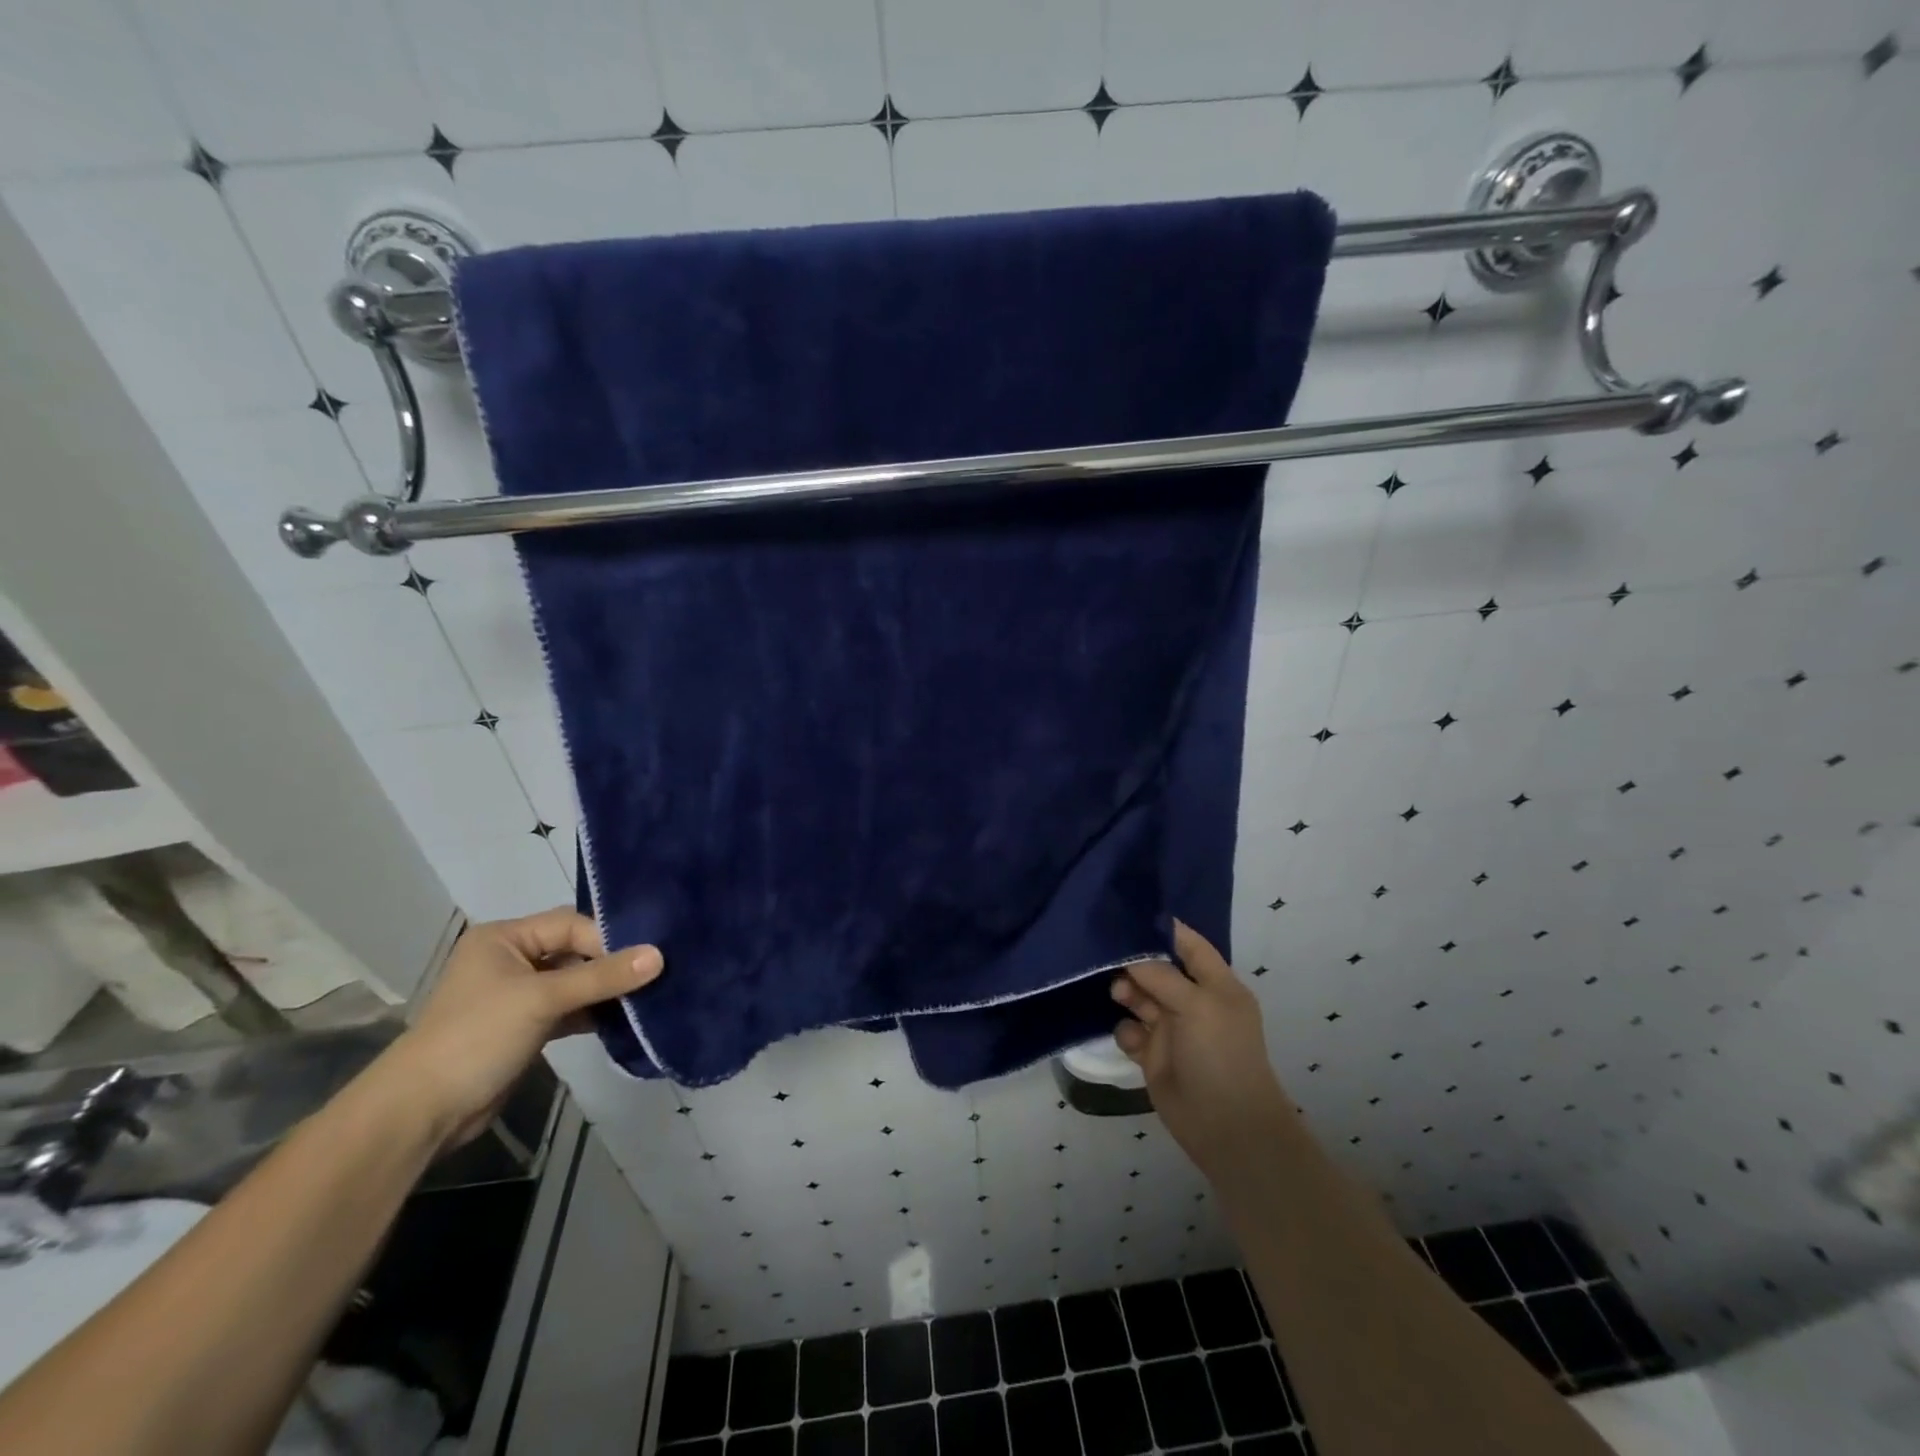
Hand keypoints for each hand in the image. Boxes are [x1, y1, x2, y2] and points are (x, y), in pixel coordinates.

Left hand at [380, 908, 661, 1149]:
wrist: (421, 1112)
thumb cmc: (477, 1037)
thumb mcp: (543, 999)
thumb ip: (602, 977)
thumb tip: (660, 955)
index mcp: (504, 938)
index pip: (570, 925)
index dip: (607, 939)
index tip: (647, 957)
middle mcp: (510, 959)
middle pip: (574, 950)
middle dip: (611, 963)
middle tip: (655, 972)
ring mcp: (517, 994)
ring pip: (574, 981)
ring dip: (605, 990)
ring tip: (647, 995)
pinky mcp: (525, 1027)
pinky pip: (569, 1009)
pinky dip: (593, 1013)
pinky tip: (624, 1020)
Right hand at [1112, 920, 1294, 1177]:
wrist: (1224, 1125)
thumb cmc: (1219, 1054)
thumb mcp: (1196, 1004)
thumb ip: (1161, 975)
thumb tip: (1131, 959)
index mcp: (1216, 984)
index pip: (1189, 944)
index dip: (1163, 929)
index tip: (1128, 915)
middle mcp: (1193, 1001)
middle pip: (1158, 968)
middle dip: (1134, 961)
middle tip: (1109, 957)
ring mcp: (1173, 1028)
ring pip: (1141, 997)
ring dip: (1127, 992)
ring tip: (1119, 995)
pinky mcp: (1154, 1054)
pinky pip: (1132, 1030)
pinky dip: (1127, 1030)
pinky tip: (1132, 1040)